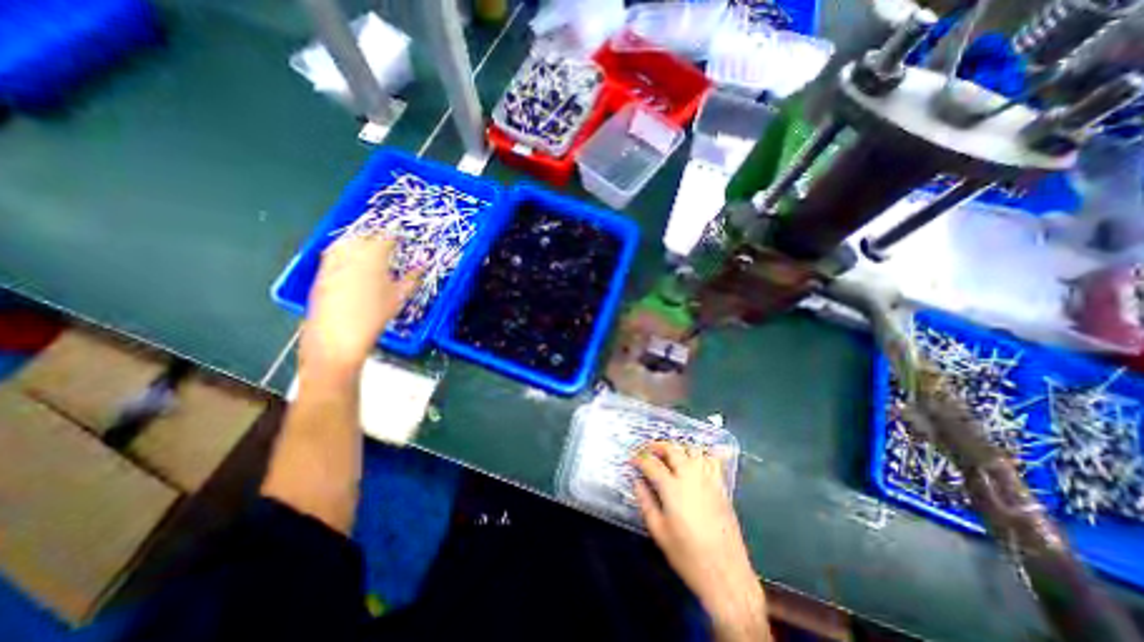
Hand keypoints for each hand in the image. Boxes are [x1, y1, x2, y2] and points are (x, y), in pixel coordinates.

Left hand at [298, 233, 423, 377]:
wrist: (337, 336)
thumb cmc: (374, 317)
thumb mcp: (398, 298)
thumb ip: (411, 279)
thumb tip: (421, 268)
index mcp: (373, 257)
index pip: (386, 238)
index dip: (395, 237)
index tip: (402, 240)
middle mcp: (350, 254)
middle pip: (364, 236)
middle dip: (376, 237)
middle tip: (387, 245)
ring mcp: (332, 262)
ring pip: (345, 242)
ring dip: (358, 242)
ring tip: (369, 250)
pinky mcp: (320, 273)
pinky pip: (333, 254)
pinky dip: (343, 252)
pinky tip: (351, 262)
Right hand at [630, 442, 773, 641]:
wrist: (726, 574)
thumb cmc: (687, 555)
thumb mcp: (658, 531)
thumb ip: (645, 501)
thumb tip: (637, 481)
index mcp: (671, 487)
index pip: (651, 463)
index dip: (638, 459)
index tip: (631, 459)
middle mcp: (690, 476)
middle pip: (672, 449)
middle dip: (657, 446)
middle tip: (647, 451)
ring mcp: (708, 479)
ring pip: (692, 449)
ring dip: (678, 448)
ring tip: (669, 455)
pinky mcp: (721, 486)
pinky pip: (713, 461)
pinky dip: (703, 454)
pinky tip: (697, 457)